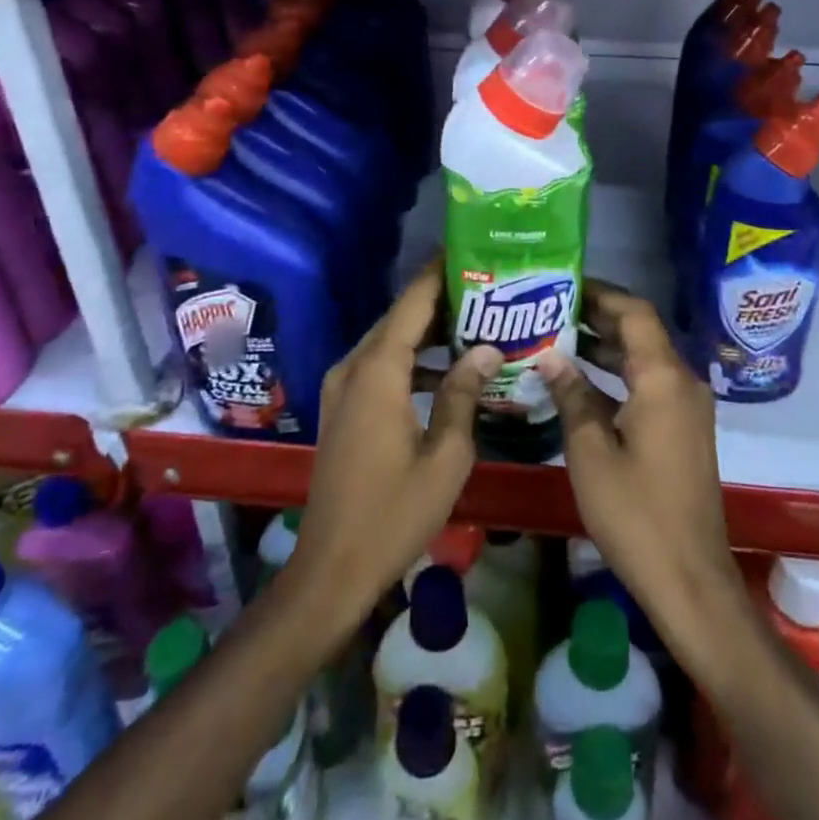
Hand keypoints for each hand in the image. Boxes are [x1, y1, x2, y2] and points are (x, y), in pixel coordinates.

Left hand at [286, 258, 501, 621]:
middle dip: (440, 299)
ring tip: (474, 321)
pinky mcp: (341, 408)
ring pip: (388, 340)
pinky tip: (445, 368)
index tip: (470, 249)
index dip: (440, 273)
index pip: (412, 303)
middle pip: (399, 317)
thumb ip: (463, 394)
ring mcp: (342, 388)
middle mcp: (353, 367)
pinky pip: (378, 364)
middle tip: (486, 288)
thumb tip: (487, 348)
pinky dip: (409, 357)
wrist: (331, 570)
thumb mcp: (445, 456)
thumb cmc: (393, 514)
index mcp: (377, 371)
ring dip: (426, 330)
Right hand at [539, 282, 746, 661]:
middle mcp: (682, 382)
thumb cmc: (636, 513)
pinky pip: (649, 384)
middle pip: (640, 332)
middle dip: (597, 317)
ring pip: (644, 359)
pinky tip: (580, 381)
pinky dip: (617, 375)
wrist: (690, 580)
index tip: (562, 284)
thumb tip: (550, 355)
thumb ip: (571, 395)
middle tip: (549, 308)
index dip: (600, 294)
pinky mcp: (683, 429)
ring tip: (556, 336)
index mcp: (663, 378)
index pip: (634, 313)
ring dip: (605, 346)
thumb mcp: (590, 452)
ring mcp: (686, 407)